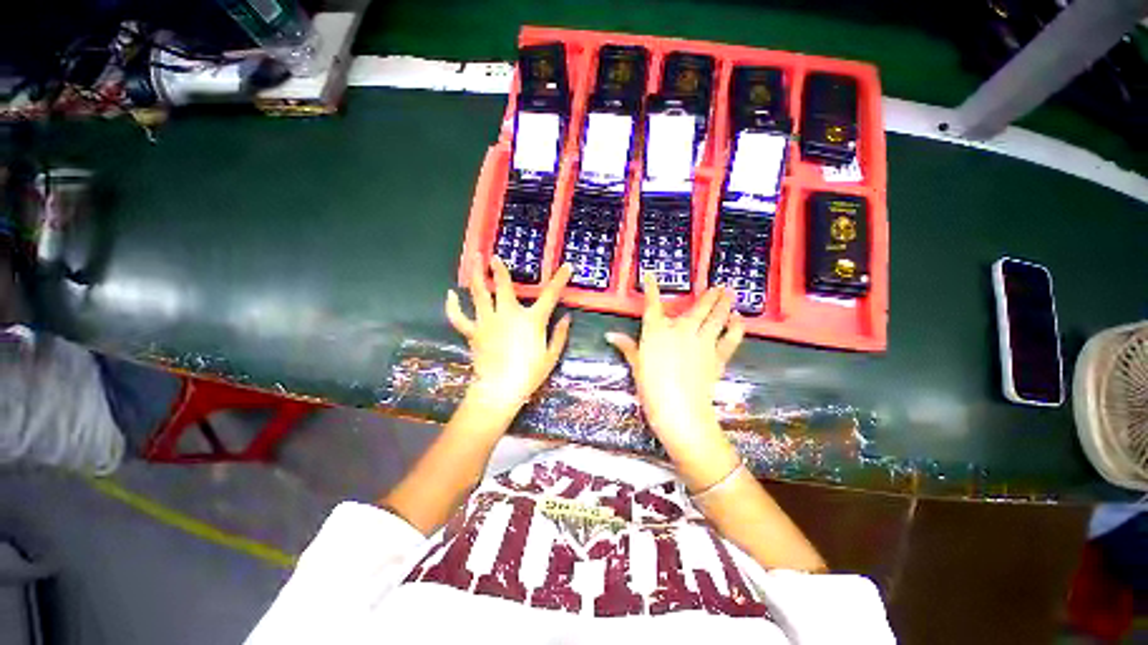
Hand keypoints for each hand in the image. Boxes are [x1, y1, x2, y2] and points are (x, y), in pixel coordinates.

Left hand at [446, 256, 572, 413]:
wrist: (500, 390)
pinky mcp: (473, 332)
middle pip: (503, 285)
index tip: (567, 266)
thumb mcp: (551, 356)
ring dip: (477, 274)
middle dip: (499, 268)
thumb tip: (567, 318)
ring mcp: (488, 321)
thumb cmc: (529, 374)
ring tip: (474, 259)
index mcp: (531, 319)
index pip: (550, 295)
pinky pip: (459, 316)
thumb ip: (560, 335)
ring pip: (479, 293)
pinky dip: (453, 305)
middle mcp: (508, 314)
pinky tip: (451, 294)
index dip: (560, 279)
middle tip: (494, 256)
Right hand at [606, 273, 744, 444]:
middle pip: (698, 307)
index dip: (651, 288)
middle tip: (719, 286)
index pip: (652, 304)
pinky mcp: (717, 356)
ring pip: (716, 317)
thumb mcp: (636, 366)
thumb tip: (610, 335)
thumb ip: (626, 347)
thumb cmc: (651, 388)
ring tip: (731, 293)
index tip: (651, 275)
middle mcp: (681, 330)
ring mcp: (702, 342)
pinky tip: (739, 319)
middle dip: (709, 295)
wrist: (679, 410)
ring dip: (724, 304)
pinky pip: (730, 338)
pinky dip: (736, 328)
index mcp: (657, 331)